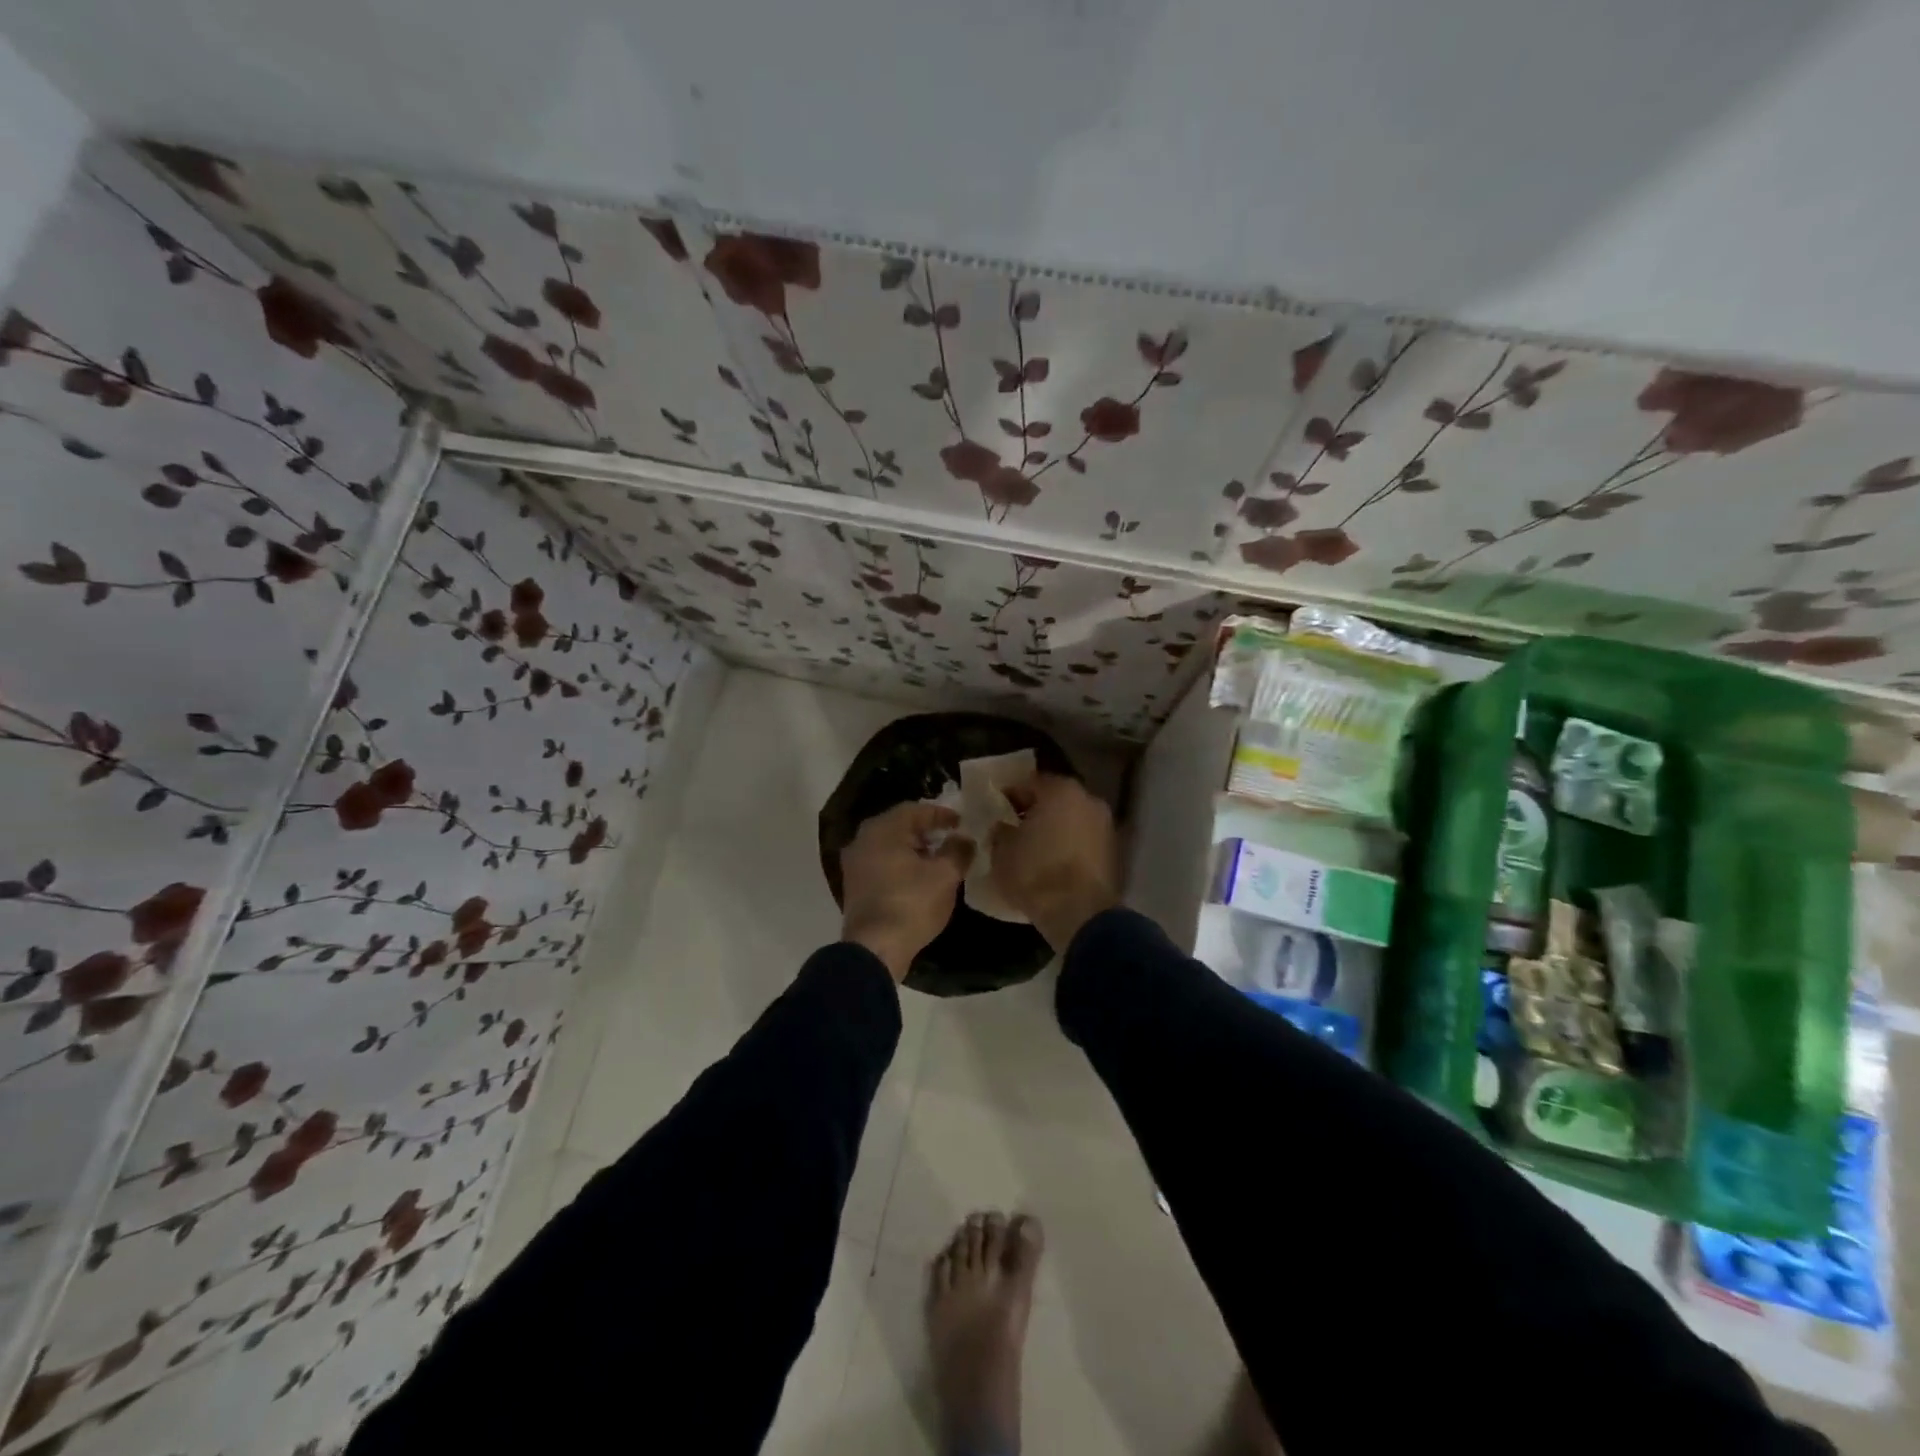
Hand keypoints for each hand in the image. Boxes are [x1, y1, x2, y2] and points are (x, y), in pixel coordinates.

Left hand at [840, 802, 974, 981]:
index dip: (941, 814)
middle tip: (949, 837)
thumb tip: (964, 838)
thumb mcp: (945, 875)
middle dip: (926, 831)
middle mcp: (863, 840)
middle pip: (899, 826)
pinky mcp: (854, 886)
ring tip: (938, 859)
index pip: (915, 810)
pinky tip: (918, 878)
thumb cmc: (912, 904)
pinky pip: (881, 863)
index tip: (961, 822)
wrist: (875, 948)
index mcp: (883, 830)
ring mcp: (854, 864)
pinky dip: (901, 864)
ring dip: (913, 848)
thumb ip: (958, 850)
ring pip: (889, 846)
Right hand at [990, 774, 1119, 951]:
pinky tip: (1052, 863)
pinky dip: (1069, 847)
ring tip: (1033, 848)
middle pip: (1055, 799)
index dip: (1010, 794)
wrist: (1079, 913)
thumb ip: (1000, 832)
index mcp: (1060, 790)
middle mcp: (1088, 800)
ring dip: (1054, 829)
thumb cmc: (1035, 873)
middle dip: (1035, 811)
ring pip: (1072, 820)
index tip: (997, 808)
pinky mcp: (1113, 853)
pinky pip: (1083, 841)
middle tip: (1014, 827)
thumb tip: (1002, 828)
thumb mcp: (1002, 851)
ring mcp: (1105, 826)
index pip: (1029, 782)